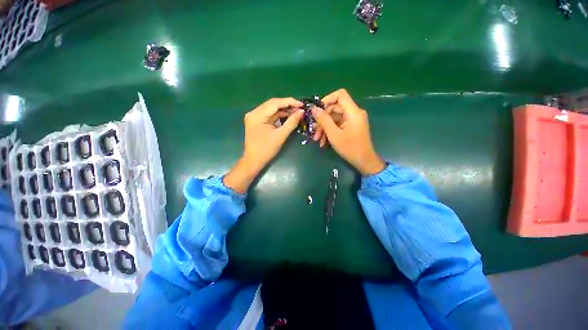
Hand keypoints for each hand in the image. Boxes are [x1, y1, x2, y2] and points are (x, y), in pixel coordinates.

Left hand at [224, 98, 303, 192]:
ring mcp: (254, 116)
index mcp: (257, 115)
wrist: (254, 160)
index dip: (290, 102)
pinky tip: (288, 115)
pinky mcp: (256, 121)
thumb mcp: (281, 135)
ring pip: (271, 108)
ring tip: (296, 112)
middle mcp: (254, 112)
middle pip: (273, 104)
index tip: (302, 104)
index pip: (275, 103)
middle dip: (287, 105)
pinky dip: (279, 115)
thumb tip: (301, 111)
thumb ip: (292, 122)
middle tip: (300, 108)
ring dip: (284, 110)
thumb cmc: (267, 149)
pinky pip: (269, 114)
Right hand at [311, 89, 384, 175]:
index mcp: (353, 112)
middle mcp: (354, 113)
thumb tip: (314, 109)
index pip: (340, 95)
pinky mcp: (350, 127)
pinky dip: (330, 131)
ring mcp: (352, 120)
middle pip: (335, 108)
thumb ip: (323, 120)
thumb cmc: (350, 148)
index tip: (317, 110)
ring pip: (334, 118)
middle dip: (323, 120)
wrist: (363, 161)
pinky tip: (323, 142)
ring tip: (317, 139)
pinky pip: (338, 125)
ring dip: (324, 128)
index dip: (327, 99)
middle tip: (314, 131)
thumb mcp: (334, 134)